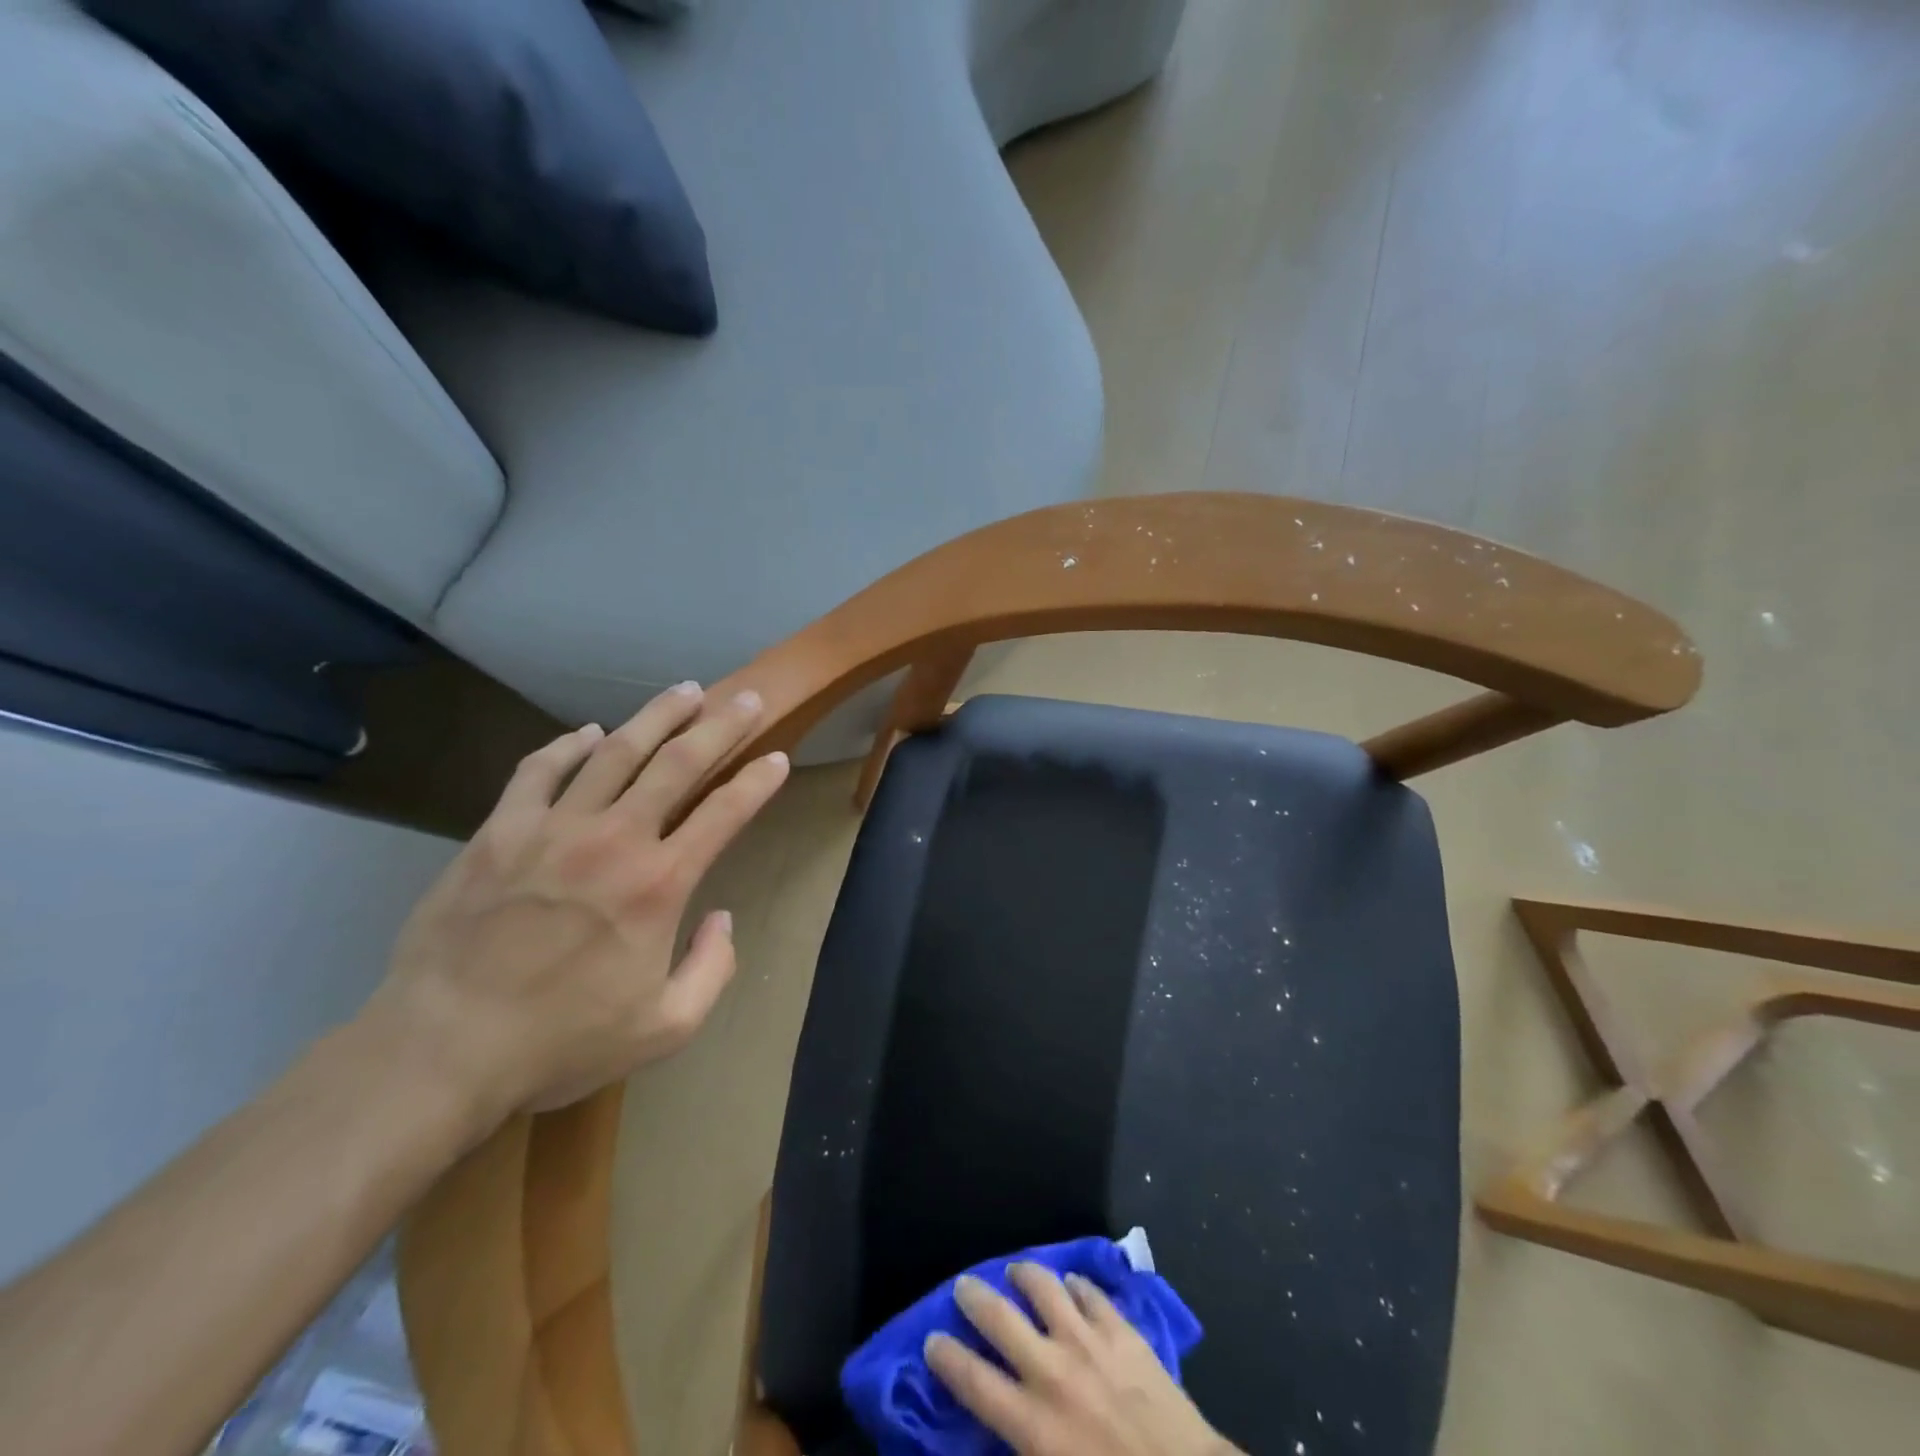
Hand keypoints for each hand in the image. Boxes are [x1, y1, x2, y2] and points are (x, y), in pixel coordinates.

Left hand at [367, 681, 789, 1131]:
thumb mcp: (666, 1028)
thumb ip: (713, 969)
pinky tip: (587, 732)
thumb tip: (722, 918)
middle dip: (720, 725)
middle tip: (745, 699)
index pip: (726, 812)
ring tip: (684, 692)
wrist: (443, 1049)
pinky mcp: (499, 831)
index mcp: (660, 884)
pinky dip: (569, 745)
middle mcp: (615, 840)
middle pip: (678, 763)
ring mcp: (553, 828)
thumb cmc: (563, 1041)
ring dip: (657, 716)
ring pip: (615, 751)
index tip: (778, 759)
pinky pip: (540, 770)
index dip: (759, 781)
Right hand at [926, 1265, 1239, 1455]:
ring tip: (1016, 1271)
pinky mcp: (1122, 1330)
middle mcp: (1052, 1371)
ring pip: (1045, 1288)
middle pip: (999, 1318)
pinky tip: (1072, 1286)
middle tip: (964, 1286)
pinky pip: (1091, 1293)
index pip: (973, 1381)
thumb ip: (1021, 1450)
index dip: (946, 1357)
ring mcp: (1089, 1343)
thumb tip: (1000, 1432)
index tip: (932, 1340)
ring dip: (1025, 1275)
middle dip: (974, 1297)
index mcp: (1032, 1424)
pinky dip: (1075, 1285)